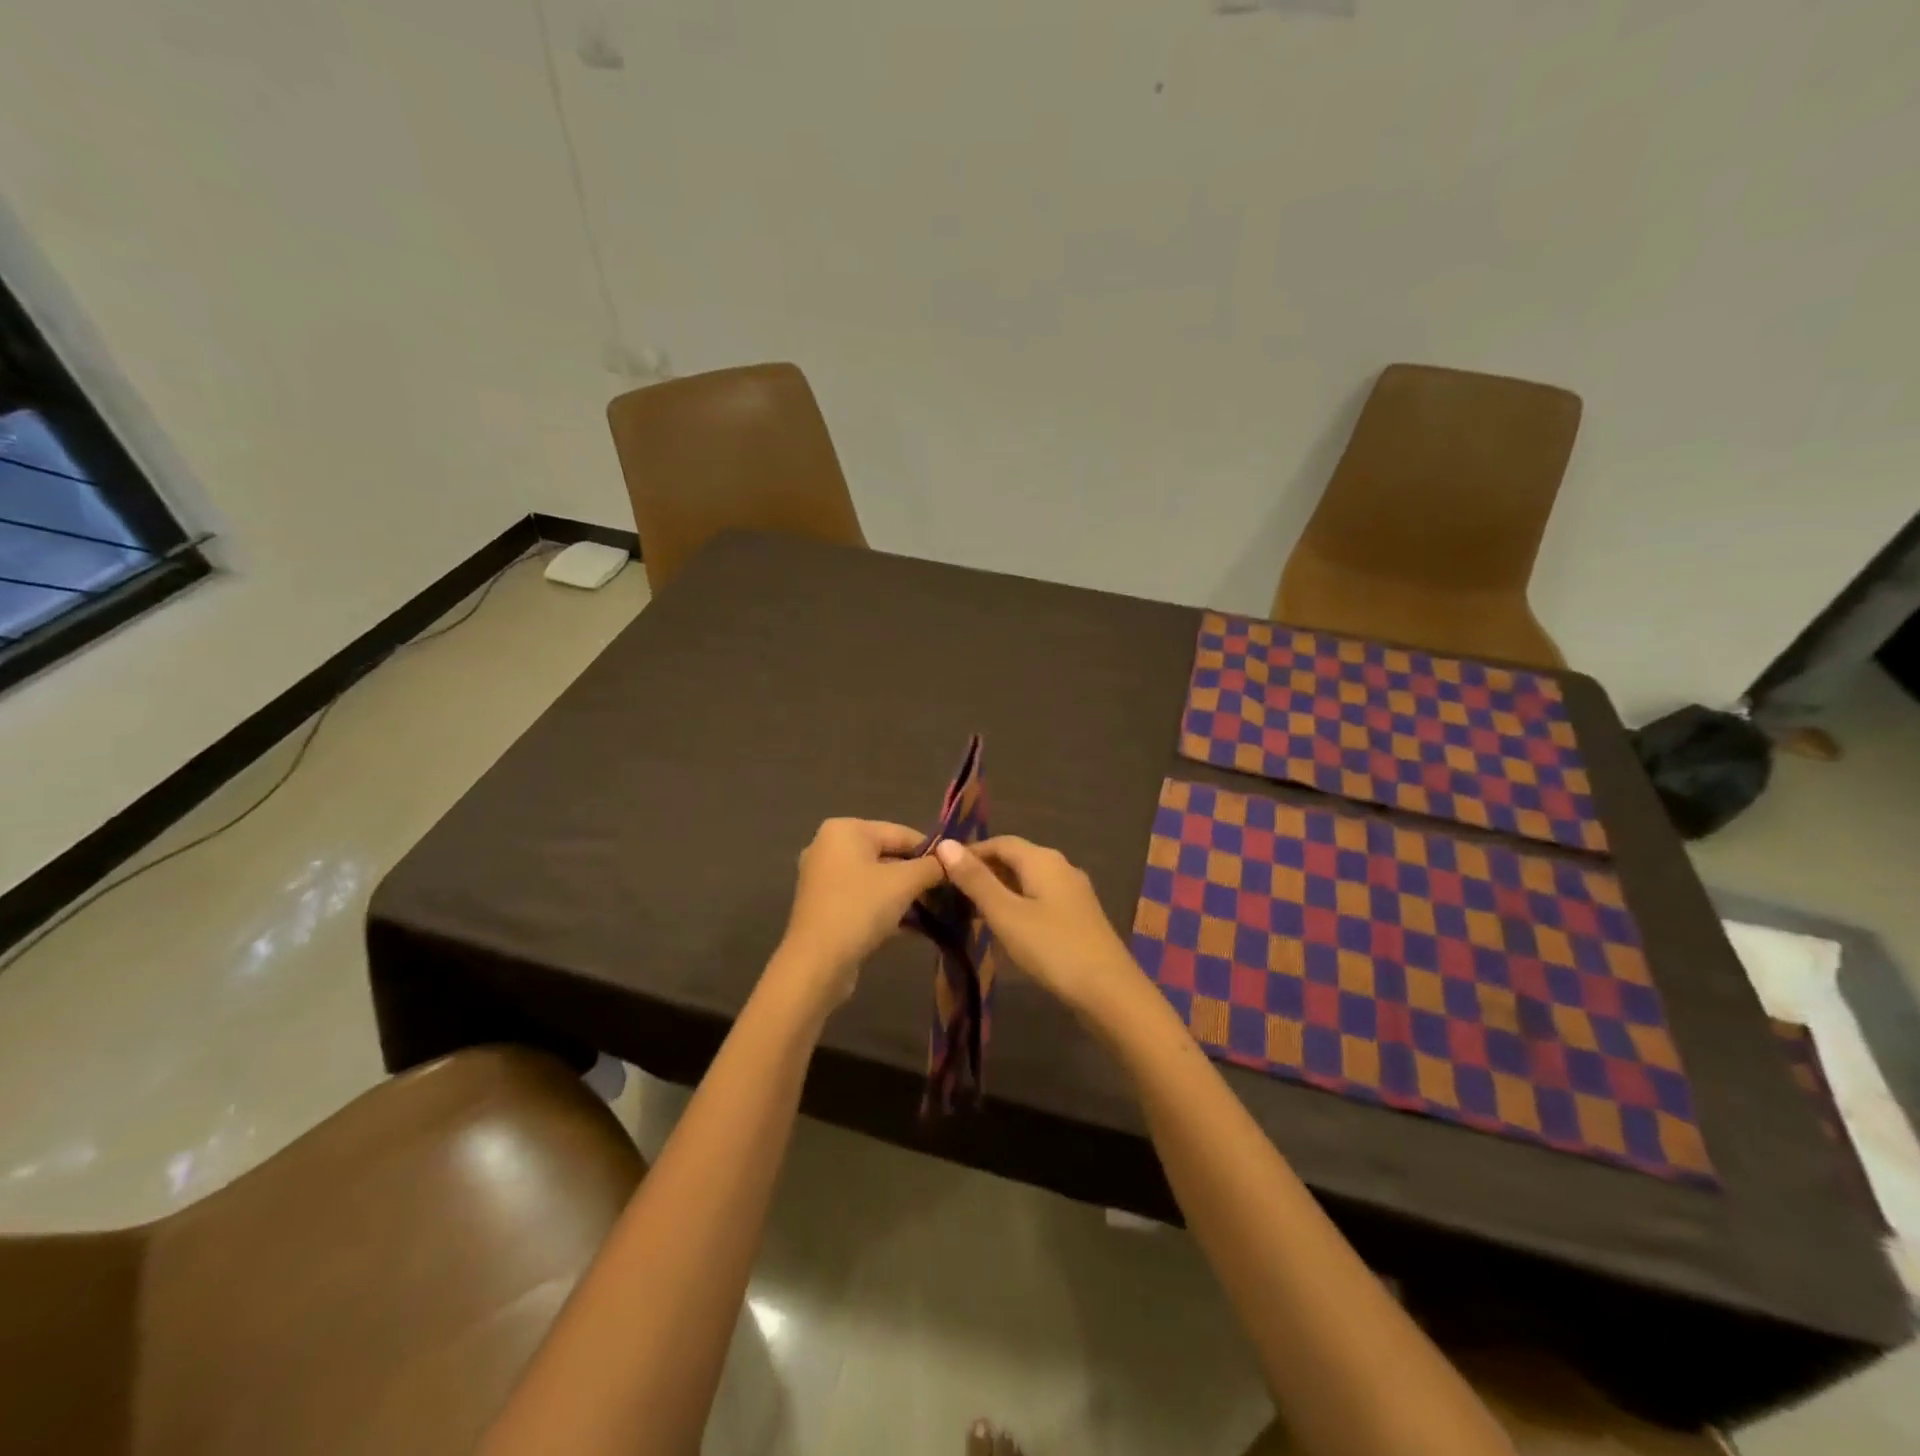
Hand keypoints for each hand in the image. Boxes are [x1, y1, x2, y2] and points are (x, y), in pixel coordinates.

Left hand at [772, 819, 945, 1008]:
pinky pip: (865, 900)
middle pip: (888, 856)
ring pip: (877, 881)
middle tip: (948, 893)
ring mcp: (824, 879)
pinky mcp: (825, 908)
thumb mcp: (904, 883)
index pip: (901, 833)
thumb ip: (932, 866)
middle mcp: (829, 847)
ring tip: (936, 912)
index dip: (932, 851)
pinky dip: (888, 909)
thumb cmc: (860, 909)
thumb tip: (952, 859)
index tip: (957, 870)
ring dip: (906, 896)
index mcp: (845, 830)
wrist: (817, 964)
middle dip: (919, 876)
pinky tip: (915, 928)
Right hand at [933, 836, 1144, 1019]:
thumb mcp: (1006, 914)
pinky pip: (1040, 899)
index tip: (941, 870)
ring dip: (1000, 890)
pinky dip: (1018, 905)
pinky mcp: (1079, 916)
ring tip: (971, 912)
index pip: (1000, 842)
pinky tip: (1006, 928)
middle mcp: (1061, 866)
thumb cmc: (1052, 947)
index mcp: (1043, 859)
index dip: (970, 852)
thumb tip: (946, 844)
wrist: (1109, 991)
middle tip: (952, 894)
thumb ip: (976, 880)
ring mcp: (1073, 892)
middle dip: (983, 872)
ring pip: (1028, 880)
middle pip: (1015, 859)